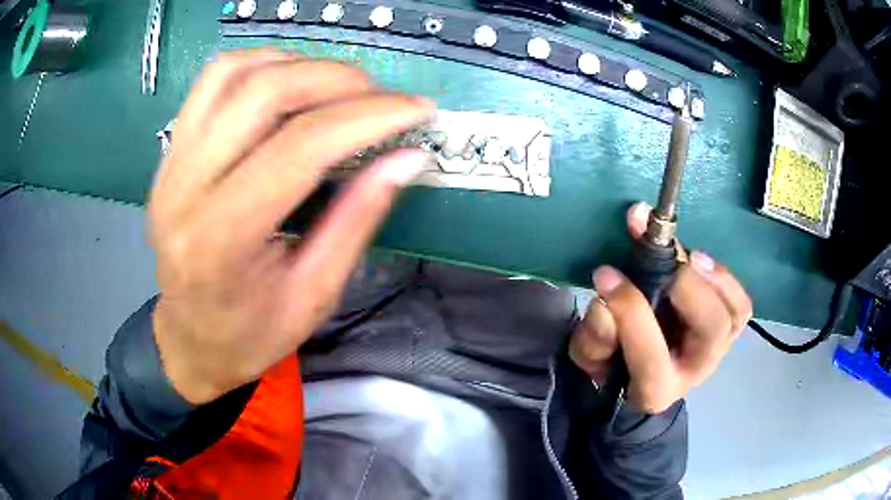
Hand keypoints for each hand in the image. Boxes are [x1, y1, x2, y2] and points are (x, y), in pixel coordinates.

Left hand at [148, 49, 433, 404]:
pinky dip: (259, 67)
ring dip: (296, 64)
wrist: (190, 338)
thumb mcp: (315, 294)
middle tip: (379, 96)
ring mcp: (169, 164)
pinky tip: (288, 85)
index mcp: (221, 240)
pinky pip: (212, 83)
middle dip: (336, 79)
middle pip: (262, 92)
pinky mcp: (169, 154)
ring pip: (233, 72)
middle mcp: (184, 189)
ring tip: (336, 88)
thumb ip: (358, 218)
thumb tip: (408, 158)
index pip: (299, 147)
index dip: (367, 117)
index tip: (416, 107)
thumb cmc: (251, 335)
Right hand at [569, 202, 751, 413]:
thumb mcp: (591, 356)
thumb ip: (596, 337)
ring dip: (714, 279)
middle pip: (710, 330)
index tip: (607, 274)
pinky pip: (740, 304)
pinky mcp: (728, 328)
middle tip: (660, 258)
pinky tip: (699, 259)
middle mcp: (695, 371)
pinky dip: (725, 279)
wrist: (642, 370)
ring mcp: (718, 349)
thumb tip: (607, 299)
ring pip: (733, 313)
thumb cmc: (614, 362)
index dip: (631, 312)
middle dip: (687, 288)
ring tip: (687, 255)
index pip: (651, 357)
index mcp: (655, 388)